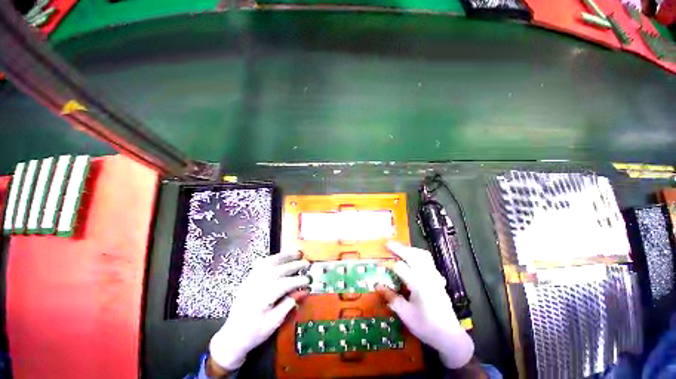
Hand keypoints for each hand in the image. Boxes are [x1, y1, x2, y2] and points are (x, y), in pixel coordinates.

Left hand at [209, 251, 309, 370]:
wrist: (232, 337)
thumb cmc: (254, 333)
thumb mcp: (274, 323)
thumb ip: (288, 304)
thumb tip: (303, 291)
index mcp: (263, 297)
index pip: (285, 284)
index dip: (298, 281)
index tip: (309, 280)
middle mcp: (256, 285)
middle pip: (279, 270)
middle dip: (295, 265)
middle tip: (307, 263)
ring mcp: (251, 280)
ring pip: (270, 262)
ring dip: (285, 256)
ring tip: (297, 253)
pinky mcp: (248, 279)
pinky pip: (261, 263)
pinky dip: (273, 258)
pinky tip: (280, 257)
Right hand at [377, 242, 473, 368]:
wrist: (449, 337)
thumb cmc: (426, 326)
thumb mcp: (405, 314)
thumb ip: (391, 297)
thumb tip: (377, 285)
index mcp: (419, 284)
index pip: (400, 267)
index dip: (388, 264)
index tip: (378, 263)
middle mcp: (428, 276)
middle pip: (413, 255)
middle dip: (399, 248)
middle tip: (387, 244)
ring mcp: (435, 276)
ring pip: (423, 255)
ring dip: (410, 250)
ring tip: (399, 249)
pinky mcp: (438, 279)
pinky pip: (428, 261)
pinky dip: (418, 255)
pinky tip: (413, 259)